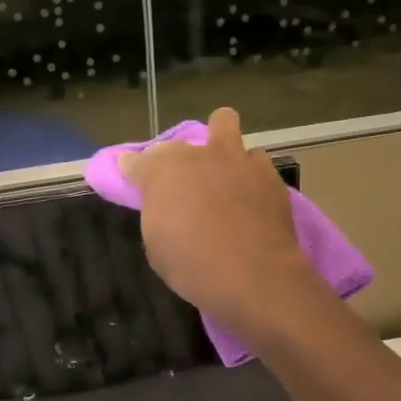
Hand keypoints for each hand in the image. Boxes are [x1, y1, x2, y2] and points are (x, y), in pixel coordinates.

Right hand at [120, 106, 315, 340]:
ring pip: (224, 124)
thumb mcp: (157, 246)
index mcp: (162, 172)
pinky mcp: (268, 174)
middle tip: (181, 183)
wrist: (254, 276)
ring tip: (223, 174)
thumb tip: (161, 202)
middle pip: (179, 140)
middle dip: (175, 157)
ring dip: (219, 148)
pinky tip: (250, 194)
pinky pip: (255, 161)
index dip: (132, 170)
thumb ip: (157, 213)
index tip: (133, 177)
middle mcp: (199, 156)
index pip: (136, 161)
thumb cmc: (193, 267)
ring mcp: (237, 160)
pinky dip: (248, 172)